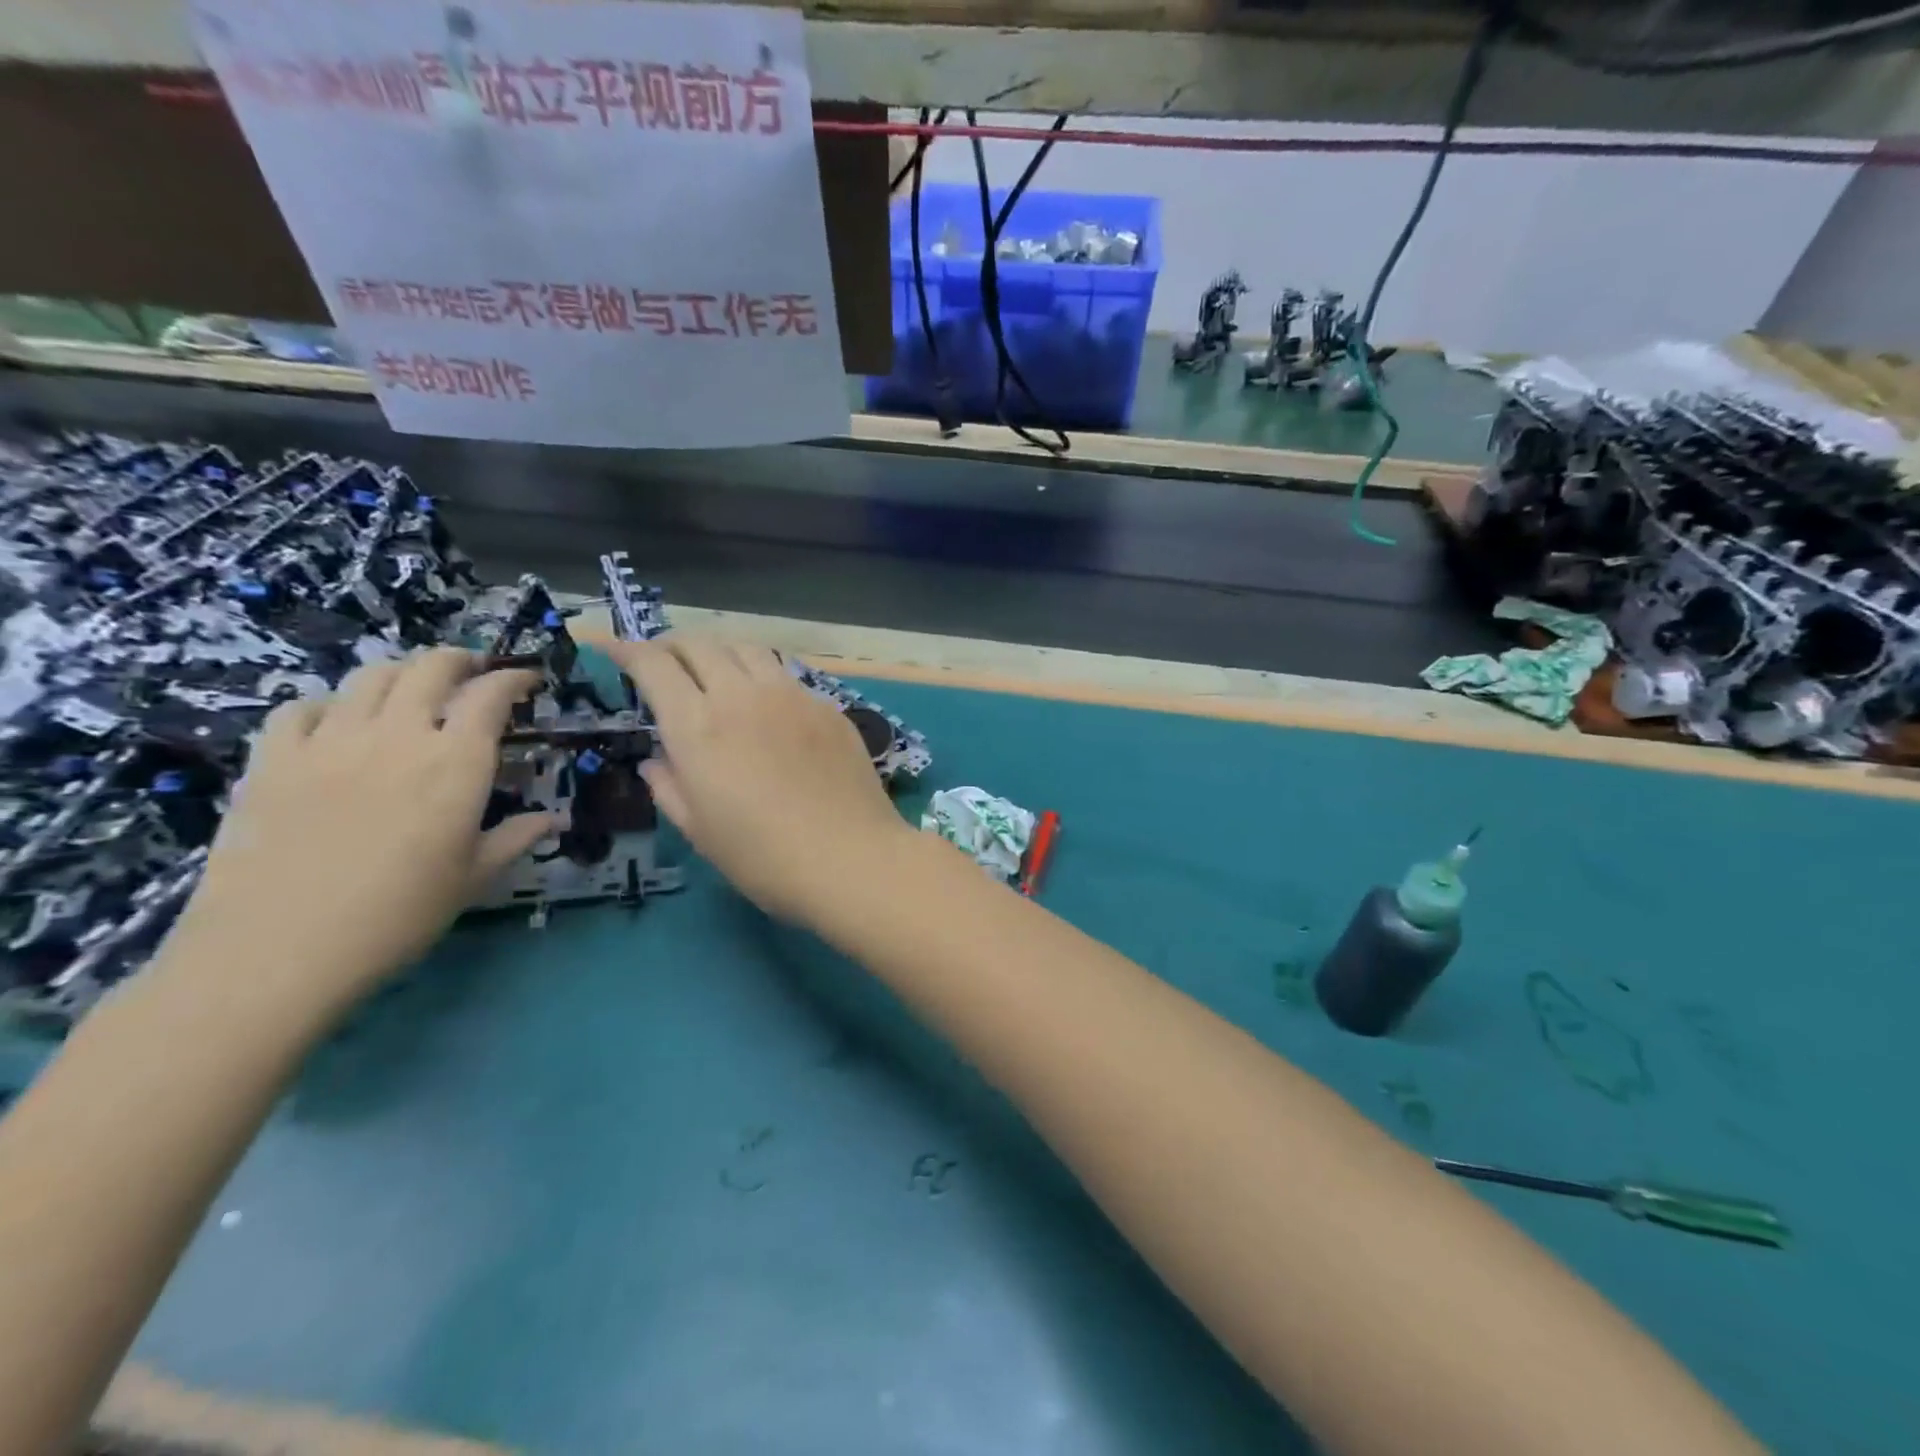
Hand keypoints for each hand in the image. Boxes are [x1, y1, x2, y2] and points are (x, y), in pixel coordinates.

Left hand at [163, 649, 553, 1013]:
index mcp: (456, 763)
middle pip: (430, 668)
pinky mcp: (273, 760)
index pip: (490, 696)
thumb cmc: (397, 915)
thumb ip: (515, 838)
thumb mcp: (473, 879)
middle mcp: (397, 736)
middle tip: (473, 671)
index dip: (513, 679)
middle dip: (459, 660)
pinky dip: (329, 704)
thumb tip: (553, 820)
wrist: (277, 950)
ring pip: (370, 677)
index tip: (527, 679)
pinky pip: (302, 708)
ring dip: (401, 672)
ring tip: (412, 688)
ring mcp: (329, 742)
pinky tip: (337, 723)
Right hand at [607, 635, 911, 926]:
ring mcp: (791, 695)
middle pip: (700, 644)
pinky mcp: (827, 705)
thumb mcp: (700, 831)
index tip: (613, 648)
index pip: (654, 665)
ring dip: (719, 650)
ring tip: (713, 669)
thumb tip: (656, 760)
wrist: (852, 858)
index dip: (627, 650)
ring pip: (746, 647)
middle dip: (671, 645)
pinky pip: (785, 673)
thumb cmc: (765, 858)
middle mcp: (742, 696)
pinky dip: (760, 674)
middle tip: (662, 661)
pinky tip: (765, 701)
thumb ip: (669, 786)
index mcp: (699, 726)